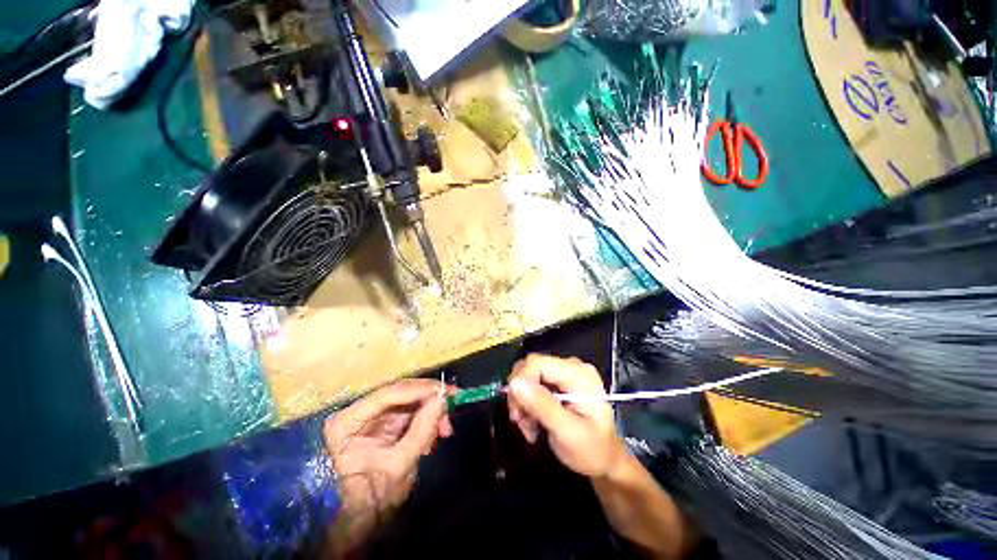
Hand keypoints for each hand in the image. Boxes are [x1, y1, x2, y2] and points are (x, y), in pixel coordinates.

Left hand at [324, 379, 451, 552]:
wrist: (370, 514)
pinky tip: (437, 432)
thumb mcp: (400, 466)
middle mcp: (358, 410)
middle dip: (429, 399)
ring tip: (445, 428)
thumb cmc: (376, 497)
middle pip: (400, 392)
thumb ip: (421, 430)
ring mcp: (373, 412)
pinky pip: (414, 407)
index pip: (387, 395)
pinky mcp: (387, 416)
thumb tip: (442, 398)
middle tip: (452, 405)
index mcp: (347, 422)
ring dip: (432, 408)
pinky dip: (429, 416)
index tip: (445, 391)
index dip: (418, 390)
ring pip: (410, 397)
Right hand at [507, 354, 626, 478]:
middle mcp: (570, 366)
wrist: (606, 461)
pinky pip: (532, 385)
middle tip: (520, 422)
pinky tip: (532, 422)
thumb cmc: (592, 450)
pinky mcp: (558, 382)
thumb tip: (514, 382)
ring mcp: (564, 373)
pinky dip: (527, 403)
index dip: (521, 383)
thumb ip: (542, 405)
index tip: (518, 412)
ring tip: (528, 427)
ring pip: (527, 376)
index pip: (537, 363)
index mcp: (578, 374)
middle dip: (520, 395)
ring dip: (522, 402)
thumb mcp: (567, 432)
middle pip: (530, 367)